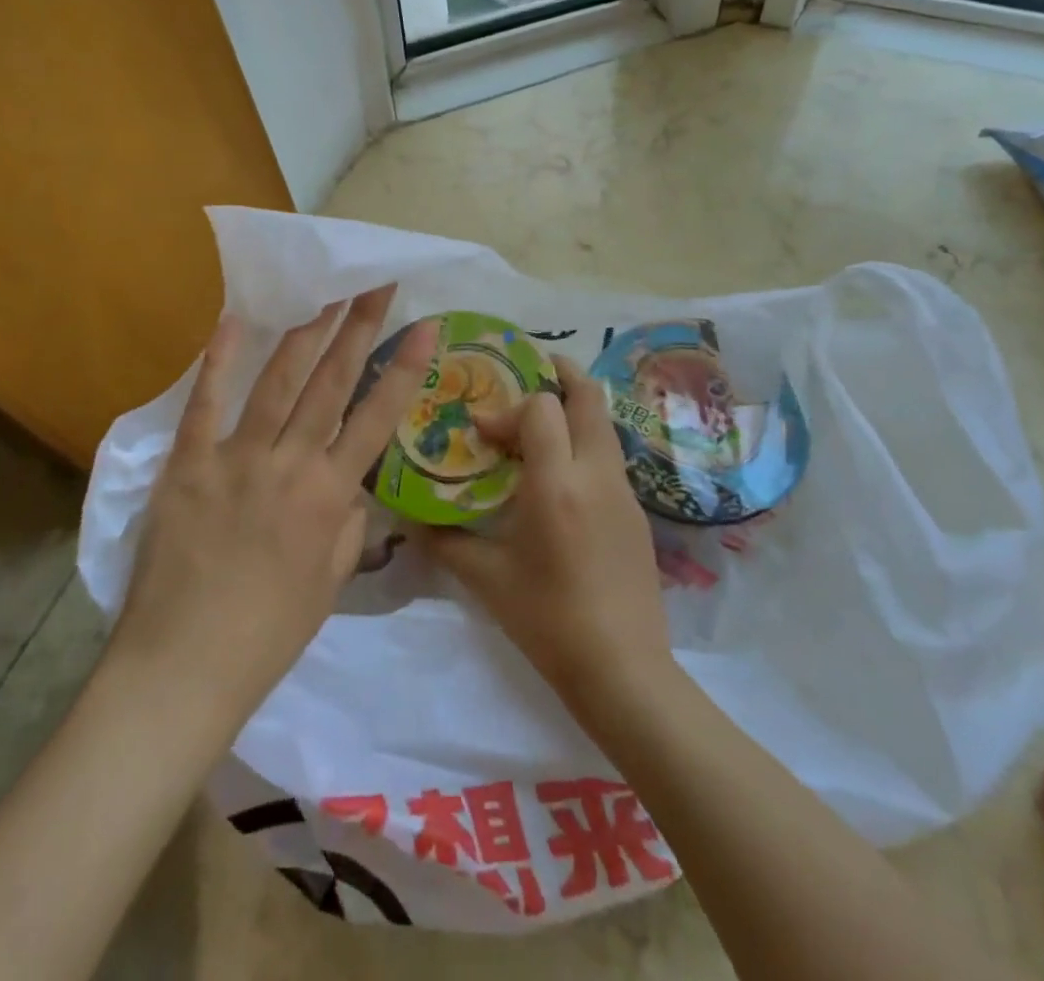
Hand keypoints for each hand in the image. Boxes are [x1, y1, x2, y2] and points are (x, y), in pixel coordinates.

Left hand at [112, 287, 436, 723]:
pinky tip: (233, 322)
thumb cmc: (267, 636)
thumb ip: (349, 526)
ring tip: (326, 295)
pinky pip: (205, 404)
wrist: (182, 668)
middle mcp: (289, 464)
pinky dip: (217, 361)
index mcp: (329, 496)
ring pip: (278, 382)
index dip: (404, 368)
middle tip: (375, 285)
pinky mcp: (187, 465)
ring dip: (305, 333)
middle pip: (331, 383)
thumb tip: (353, 485)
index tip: (425, 326)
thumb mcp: (330, 585)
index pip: (377, 417)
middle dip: (358, 328)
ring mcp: (235, 459)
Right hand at [420, 357, 672, 711]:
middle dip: (558, 374)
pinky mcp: (636, 511)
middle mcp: (596, 473)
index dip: (507, 409)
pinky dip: (583, 442)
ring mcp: (623, 490)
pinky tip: (560, 475)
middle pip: (588, 396)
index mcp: (557, 482)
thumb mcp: (487, 580)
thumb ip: (444, 541)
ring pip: (602, 423)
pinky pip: (608, 455)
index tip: (482, 431)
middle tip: (527, 372)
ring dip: (572, 409)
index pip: (541, 408)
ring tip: (538, 422)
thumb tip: (407, 519)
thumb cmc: (548, 621)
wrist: (625, 671)